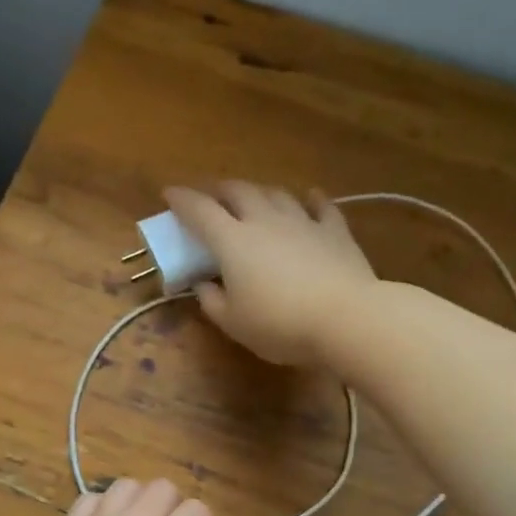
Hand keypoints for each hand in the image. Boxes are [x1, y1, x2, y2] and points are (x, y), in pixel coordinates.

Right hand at [164, 182, 376, 366]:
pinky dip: (311, 199)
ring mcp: (303, 221)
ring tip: (253, 198)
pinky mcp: (335, 231)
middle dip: (219, 190)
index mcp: (232, 241)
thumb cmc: (279, 324)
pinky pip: (321, 206)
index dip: (181, 200)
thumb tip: (203, 285)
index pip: (199, 211)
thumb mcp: (233, 323)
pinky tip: (309, 197)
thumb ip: (212, 301)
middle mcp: (265, 220)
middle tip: (211, 197)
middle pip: (238, 191)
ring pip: (276, 194)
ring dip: (259, 192)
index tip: (168, 193)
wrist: (346, 318)